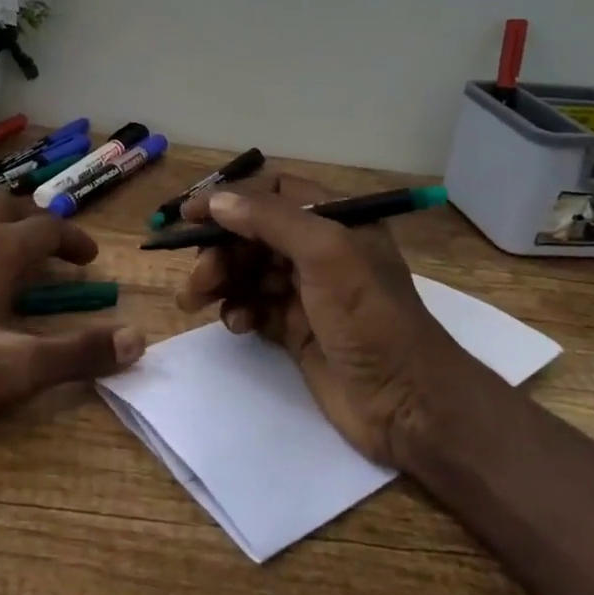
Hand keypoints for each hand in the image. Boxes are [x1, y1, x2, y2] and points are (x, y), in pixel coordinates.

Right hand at [174, 174, 468, 464]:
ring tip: (196, 301)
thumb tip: (217, 201)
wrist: (405, 401)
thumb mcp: (326, 253)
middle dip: (220, 250)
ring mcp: (307, 292)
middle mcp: (320, 250)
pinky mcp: (296, 329)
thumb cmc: (368, 316)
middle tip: (198, 277)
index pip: (272, 193)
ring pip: (248, 271)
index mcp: (336, 220)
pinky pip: (254, 307)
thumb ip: (270, 220)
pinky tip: (238, 325)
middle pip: (253, 234)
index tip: (188, 216)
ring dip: (220, 281)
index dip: (230, 200)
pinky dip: (239, 311)